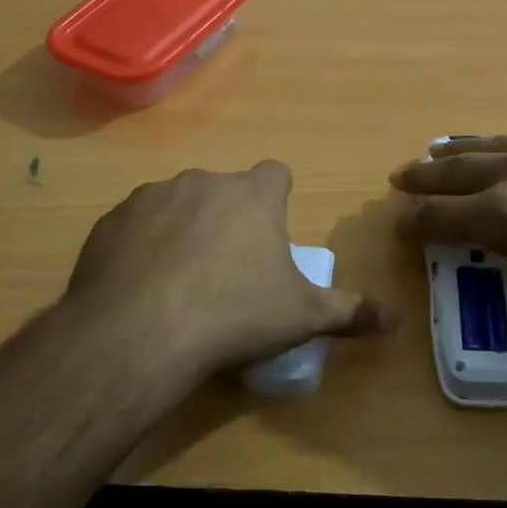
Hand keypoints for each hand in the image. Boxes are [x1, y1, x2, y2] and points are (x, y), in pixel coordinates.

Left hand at [60, 161, 387, 378]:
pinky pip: (136, 225)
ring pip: (177, 205)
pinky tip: (140, 286)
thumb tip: (395, 317)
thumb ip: (351, 311)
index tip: (272, 234)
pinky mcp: (111, 220)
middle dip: (229, 219)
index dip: (277, 199)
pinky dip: (142, 246)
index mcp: (252, 195)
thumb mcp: (302, 318)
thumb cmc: (234, 315)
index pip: (276, 174)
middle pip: (225, 191)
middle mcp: (203, 181)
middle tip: (229, 270)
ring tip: (180, 282)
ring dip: (183, 230)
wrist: (137, 333)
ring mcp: (152, 197)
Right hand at [390, 133, 506, 348]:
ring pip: (491, 145)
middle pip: (455, 171)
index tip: (400, 228)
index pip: (441, 217)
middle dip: (423, 179)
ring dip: (459, 154)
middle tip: (401, 180)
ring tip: (438, 156)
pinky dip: (505, 148)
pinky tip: (505, 152)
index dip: (415, 225)